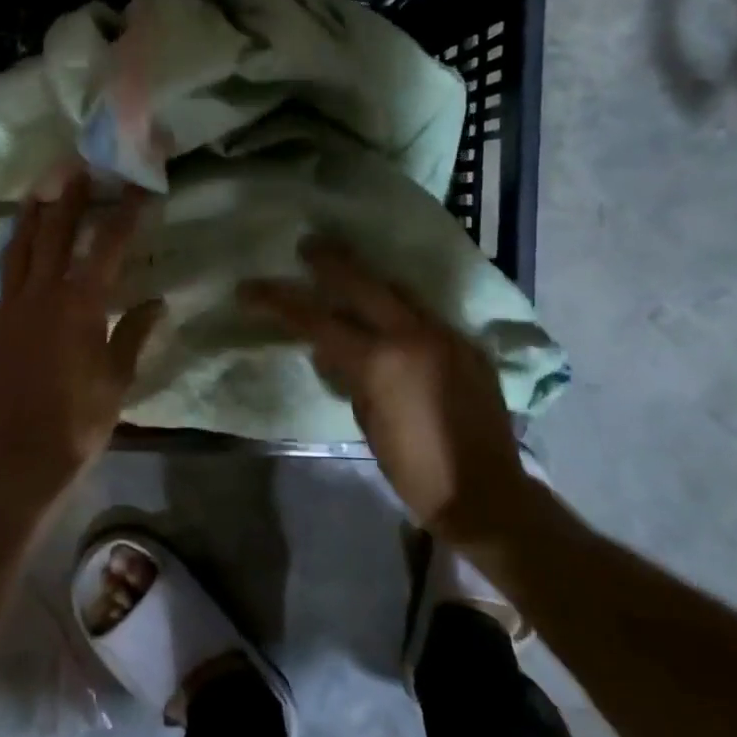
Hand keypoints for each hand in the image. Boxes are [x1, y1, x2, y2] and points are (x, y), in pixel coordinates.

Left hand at [0, 171, 163, 517]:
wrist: (18, 460)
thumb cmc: (78, 422)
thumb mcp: (117, 380)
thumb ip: (134, 335)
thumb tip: (157, 303)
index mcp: (80, 304)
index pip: (108, 247)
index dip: (124, 214)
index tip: (136, 187)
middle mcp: (41, 296)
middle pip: (55, 237)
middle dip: (68, 202)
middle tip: (74, 170)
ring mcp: (6, 312)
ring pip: (16, 255)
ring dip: (25, 223)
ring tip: (34, 197)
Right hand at [241, 239, 535, 548]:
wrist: (486, 492)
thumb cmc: (414, 467)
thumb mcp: (368, 420)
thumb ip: (351, 376)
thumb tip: (334, 349)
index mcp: (381, 360)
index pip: (318, 320)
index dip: (279, 301)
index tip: (250, 288)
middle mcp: (414, 335)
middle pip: (362, 283)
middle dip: (330, 261)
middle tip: (308, 244)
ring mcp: (445, 335)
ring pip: (399, 291)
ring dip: (370, 279)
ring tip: (349, 271)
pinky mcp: (467, 345)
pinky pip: (425, 314)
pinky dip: (400, 308)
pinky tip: (391, 314)